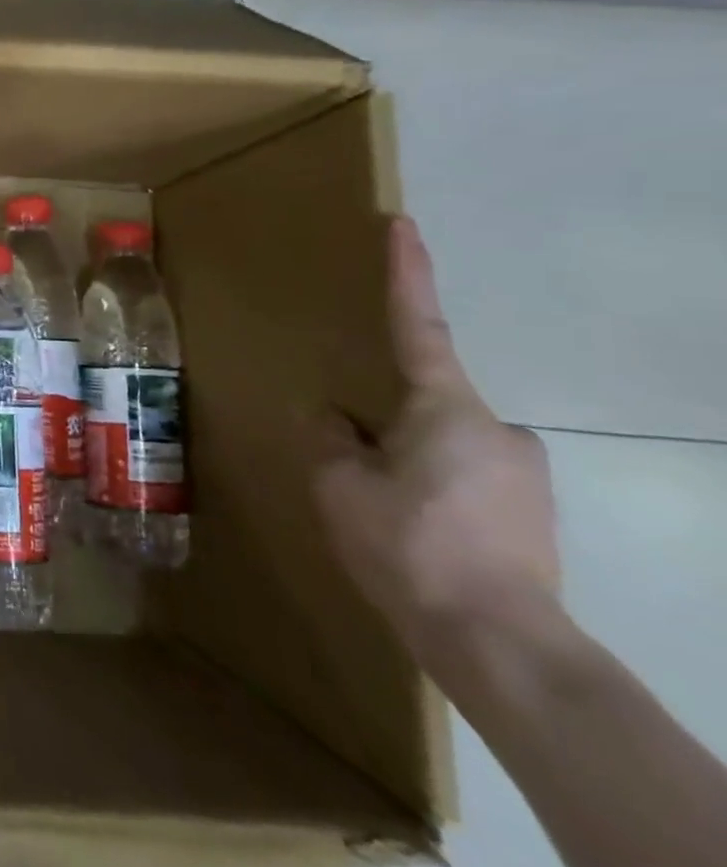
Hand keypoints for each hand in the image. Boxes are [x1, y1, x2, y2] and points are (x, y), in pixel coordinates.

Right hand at [314, 216, 560, 667]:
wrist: (499, 642)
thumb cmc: (408, 545)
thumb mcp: (339, 485)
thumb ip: (330, 439)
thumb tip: (333, 417)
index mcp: (446, 409)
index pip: (417, 325)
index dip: (406, 273)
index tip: (403, 225)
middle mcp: (498, 428)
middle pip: (424, 404)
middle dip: (387, 426)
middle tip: (358, 470)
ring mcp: (525, 473)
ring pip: (443, 448)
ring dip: (408, 465)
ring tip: (384, 515)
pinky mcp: (536, 513)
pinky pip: (466, 481)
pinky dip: (434, 493)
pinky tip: (416, 536)